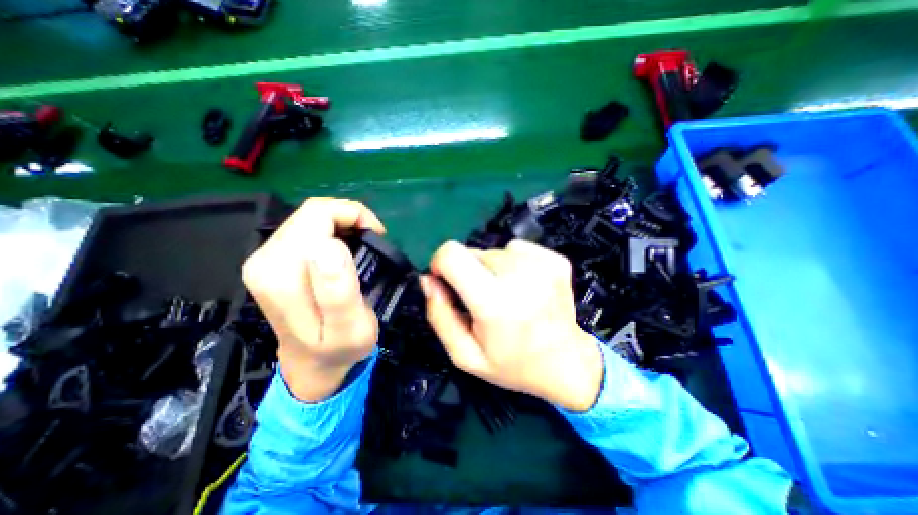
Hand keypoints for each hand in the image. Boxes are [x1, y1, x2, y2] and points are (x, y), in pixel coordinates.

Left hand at [239, 197, 384, 402]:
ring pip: (310, 219)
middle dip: (349, 219)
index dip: (354, 217)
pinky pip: (308, 230)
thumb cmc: (339, 349)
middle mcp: (265, 259)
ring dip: (342, 226)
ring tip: (363, 248)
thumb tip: (328, 245)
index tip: (377, 238)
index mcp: (282, 272)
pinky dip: (334, 232)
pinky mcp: (274, 261)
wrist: (313, 365)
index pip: (318, 215)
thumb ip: (337, 290)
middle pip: (312, 213)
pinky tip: (346, 251)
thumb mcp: (349, 328)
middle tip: (373, 244)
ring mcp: (265, 259)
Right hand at [419, 240, 608, 412]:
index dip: (440, 263)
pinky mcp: (556, 260)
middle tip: (484, 301)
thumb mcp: (465, 355)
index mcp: (494, 302)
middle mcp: (520, 275)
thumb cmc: (512, 364)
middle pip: (473, 253)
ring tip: (507, 296)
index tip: (445, 282)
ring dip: (492, 270)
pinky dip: (513, 264)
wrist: (567, 363)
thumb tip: (428, 279)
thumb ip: (439, 315)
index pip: (452, 254)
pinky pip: (517, 249)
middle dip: (469, 273)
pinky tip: (524, 287)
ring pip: (494, 251)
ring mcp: (543, 264)